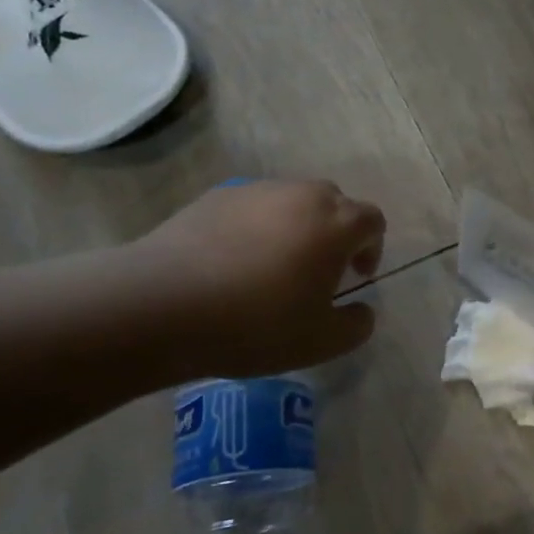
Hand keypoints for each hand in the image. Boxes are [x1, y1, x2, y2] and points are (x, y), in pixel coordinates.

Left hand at [127, 180, 384, 378]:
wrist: (161, 304)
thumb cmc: (255, 324)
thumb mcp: (321, 342)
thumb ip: (356, 325)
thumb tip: (362, 310)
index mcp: (337, 224)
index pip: (372, 221)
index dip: (371, 248)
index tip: (355, 276)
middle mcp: (302, 195)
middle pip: (335, 203)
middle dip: (336, 232)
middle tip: (318, 270)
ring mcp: (256, 190)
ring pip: (292, 201)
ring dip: (296, 226)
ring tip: (272, 266)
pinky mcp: (216, 196)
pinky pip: (252, 206)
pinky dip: (255, 226)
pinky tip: (232, 262)